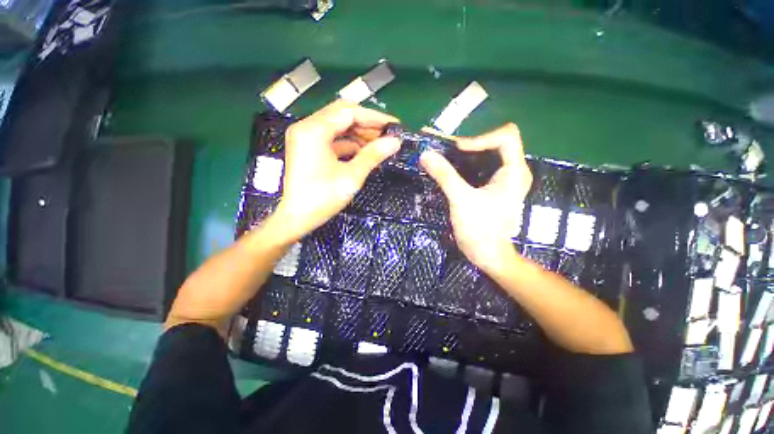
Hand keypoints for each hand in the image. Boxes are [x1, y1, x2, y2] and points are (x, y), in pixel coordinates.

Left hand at [274, 100, 400, 241]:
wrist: (296, 218)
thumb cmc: (322, 198)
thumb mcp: (352, 176)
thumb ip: (373, 155)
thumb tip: (395, 142)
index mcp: (314, 130)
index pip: (348, 112)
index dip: (374, 117)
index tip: (394, 125)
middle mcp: (307, 127)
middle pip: (342, 115)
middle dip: (367, 124)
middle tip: (388, 135)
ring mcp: (306, 137)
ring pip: (338, 126)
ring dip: (359, 134)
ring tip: (379, 144)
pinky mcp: (308, 147)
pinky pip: (332, 138)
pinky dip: (349, 143)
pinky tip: (364, 151)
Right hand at [420, 124, 531, 273]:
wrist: (487, 254)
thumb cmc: (480, 229)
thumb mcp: (461, 200)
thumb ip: (444, 175)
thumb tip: (425, 154)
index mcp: (514, 171)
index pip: (506, 136)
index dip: (481, 137)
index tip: (458, 149)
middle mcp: (513, 170)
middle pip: (494, 142)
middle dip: (468, 144)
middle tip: (444, 149)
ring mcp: (504, 178)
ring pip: (486, 154)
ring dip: (464, 153)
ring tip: (443, 155)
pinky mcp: (494, 186)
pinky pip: (481, 166)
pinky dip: (465, 164)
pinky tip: (449, 168)